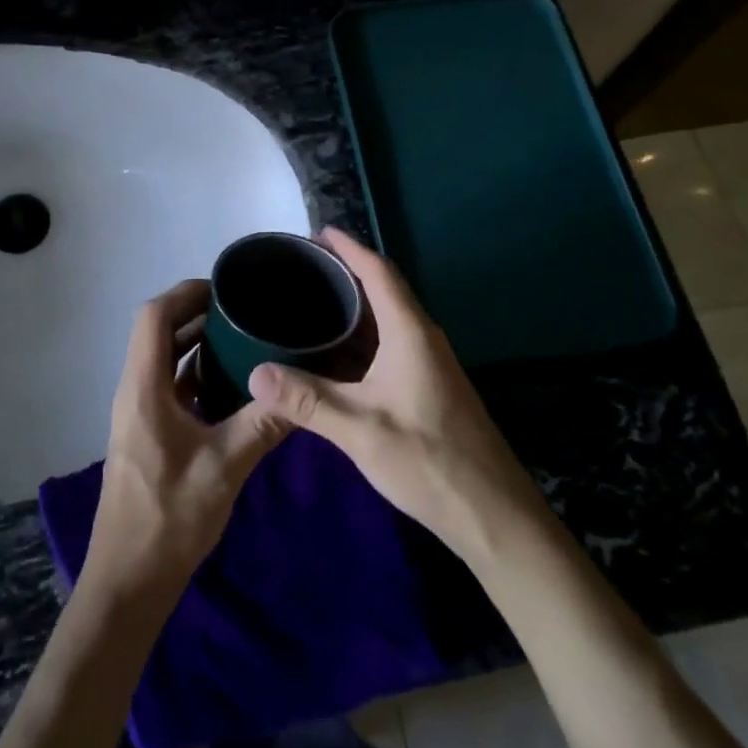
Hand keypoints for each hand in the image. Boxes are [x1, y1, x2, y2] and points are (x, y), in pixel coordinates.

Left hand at [82, 280, 291, 604]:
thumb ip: (263, 424)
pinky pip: (170, 387)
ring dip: (197, 345)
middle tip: (245, 310)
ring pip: (165, 361)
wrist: (129, 579)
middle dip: (197, 314)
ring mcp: (139, 413)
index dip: (185, 294)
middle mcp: (135, 391)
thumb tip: (301, 390)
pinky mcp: (148, 434)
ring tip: (244, 338)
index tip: (225, 288)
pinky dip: (196, 375)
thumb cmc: (169, 518)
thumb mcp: (224, 466)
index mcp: (143, 387)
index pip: (153, 317)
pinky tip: (233, 386)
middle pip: (158, 333)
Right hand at [248, 229, 542, 556]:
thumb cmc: (428, 460)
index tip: (318, 233)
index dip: (350, 248)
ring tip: (310, 303)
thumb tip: (255, 374)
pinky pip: (388, 345)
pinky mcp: (427, 387)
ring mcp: (428, 364)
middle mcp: (422, 338)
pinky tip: (333, 354)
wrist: (492, 514)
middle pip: (383, 290)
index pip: (379, 273)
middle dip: (345, 273)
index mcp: (410, 333)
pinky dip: (359, 338)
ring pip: (386, 320)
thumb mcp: (360, 430)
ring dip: (352, 308)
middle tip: (302, 269)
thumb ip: (307, 399)